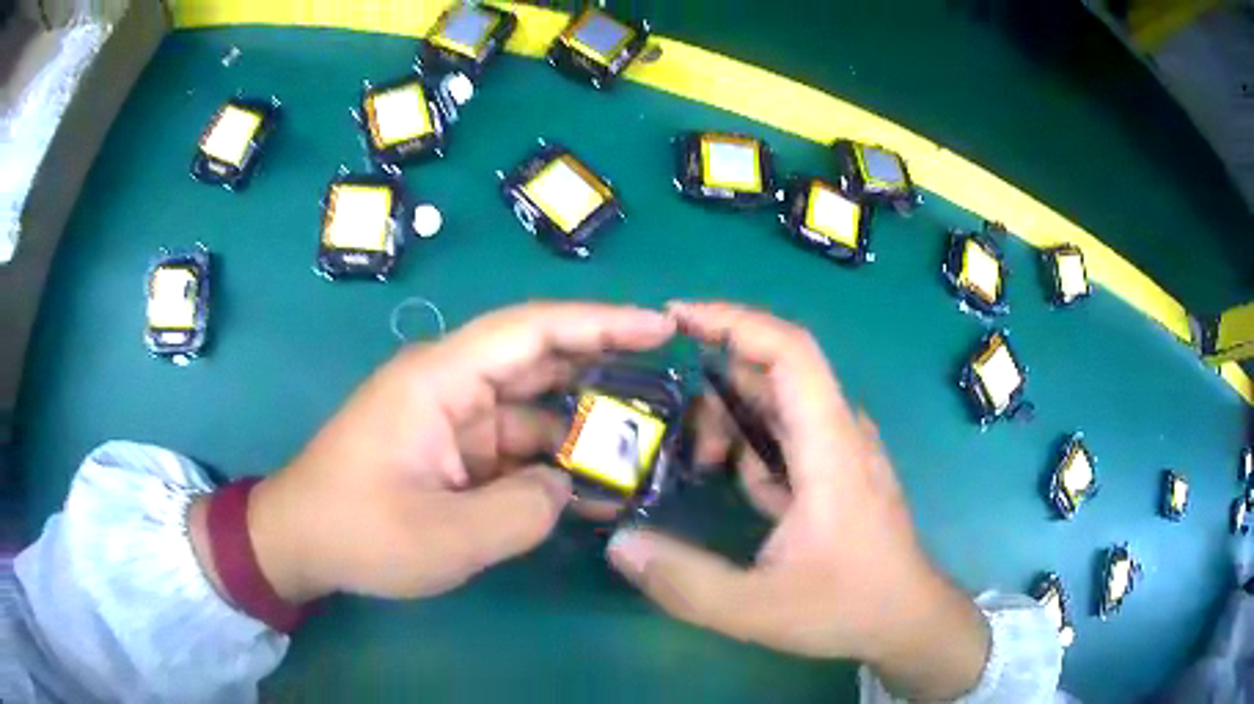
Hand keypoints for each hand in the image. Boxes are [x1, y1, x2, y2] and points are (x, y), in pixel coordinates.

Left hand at [192, 302, 674, 604]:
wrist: (299, 543)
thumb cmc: (358, 532)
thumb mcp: (446, 537)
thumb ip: (524, 510)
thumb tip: (566, 485)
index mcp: (440, 380)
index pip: (531, 331)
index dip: (599, 322)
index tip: (659, 325)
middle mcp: (449, 385)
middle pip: (538, 359)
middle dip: (602, 365)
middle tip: (669, 379)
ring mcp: (450, 419)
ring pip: (531, 408)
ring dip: (580, 426)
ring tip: (643, 441)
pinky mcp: (450, 450)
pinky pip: (512, 445)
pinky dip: (550, 462)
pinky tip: (589, 485)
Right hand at [606, 302, 989, 700]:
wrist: (906, 619)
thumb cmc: (847, 608)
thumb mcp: (756, 609)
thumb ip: (684, 582)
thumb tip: (618, 544)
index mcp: (829, 447)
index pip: (788, 351)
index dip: (734, 321)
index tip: (676, 318)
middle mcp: (838, 433)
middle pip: (774, 374)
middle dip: (715, 387)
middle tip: (668, 427)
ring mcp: (839, 451)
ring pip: (778, 405)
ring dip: (731, 420)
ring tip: (697, 462)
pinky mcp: (835, 471)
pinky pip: (786, 436)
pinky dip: (750, 443)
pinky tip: (727, 475)